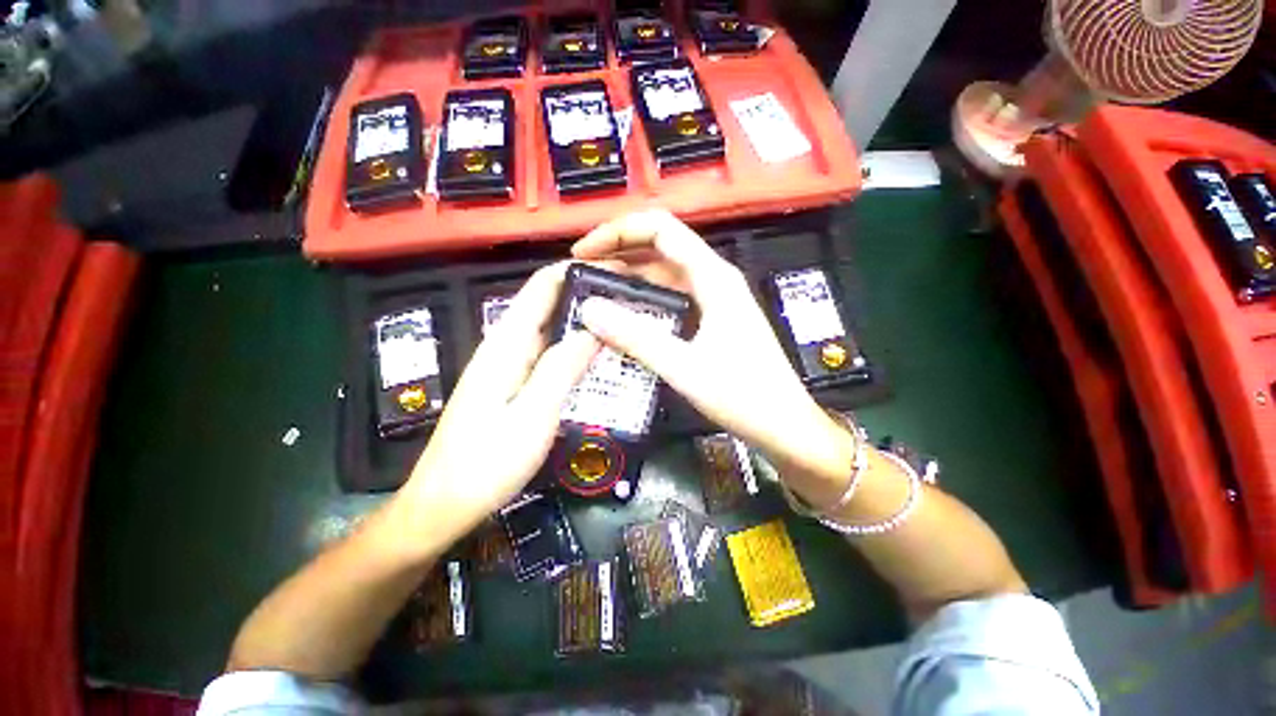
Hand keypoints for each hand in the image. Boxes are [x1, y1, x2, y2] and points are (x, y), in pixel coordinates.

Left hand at [392, 262, 600, 546]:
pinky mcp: (515, 384)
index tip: (615, 270)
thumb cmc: (487, 462)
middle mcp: (507, 346)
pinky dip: (576, 350)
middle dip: (588, 296)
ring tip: (624, 324)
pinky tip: (599, 359)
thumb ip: (562, 368)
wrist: (445, 503)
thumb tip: (593, 329)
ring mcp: (510, 366)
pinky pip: (551, 355)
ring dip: (585, 323)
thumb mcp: (533, 415)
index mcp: (507, 344)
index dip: (576, 270)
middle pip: (550, 305)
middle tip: (630, 301)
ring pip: (553, 330)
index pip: (542, 287)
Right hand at [572, 210, 855, 505]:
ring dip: (629, 281)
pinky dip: (644, 303)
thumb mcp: (684, 366)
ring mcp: (714, 300)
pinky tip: (624, 319)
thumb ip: (636, 337)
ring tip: (594, 296)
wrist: (782, 424)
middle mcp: (714, 279)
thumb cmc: (742, 395)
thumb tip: (589, 309)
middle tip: (581, 277)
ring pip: (664, 276)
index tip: (584, 252)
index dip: (618, 232)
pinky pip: (671, 299)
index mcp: (713, 277)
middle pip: (660, 248)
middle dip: (618, 255)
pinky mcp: (711, 320)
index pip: (660, 229)